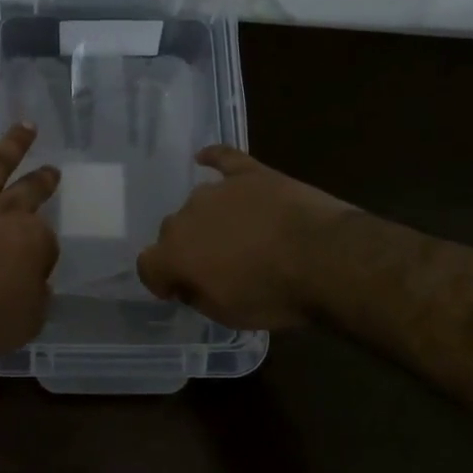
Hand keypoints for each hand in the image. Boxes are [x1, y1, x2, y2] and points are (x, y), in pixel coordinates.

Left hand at [0, 99, 61, 365]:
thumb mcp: (28, 321)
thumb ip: (37, 295)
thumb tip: (35, 282)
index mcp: (34, 239)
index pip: (46, 242)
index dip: (41, 258)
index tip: (33, 273)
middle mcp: (5, 211)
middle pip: (30, 192)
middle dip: (42, 181)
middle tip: (52, 172)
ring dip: (12, 144)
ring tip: (26, 125)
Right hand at [136, 146, 355, 330]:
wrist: (325, 258)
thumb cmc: (275, 295)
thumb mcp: (228, 314)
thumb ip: (198, 294)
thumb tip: (189, 282)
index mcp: (175, 254)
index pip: (148, 264)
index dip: (159, 279)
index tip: (176, 290)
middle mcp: (186, 216)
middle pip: (172, 231)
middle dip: (186, 248)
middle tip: (214, 266)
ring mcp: (218, 190)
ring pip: (199, 203)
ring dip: (208, 219)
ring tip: (235, 234)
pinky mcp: (250, 173)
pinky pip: (223, 158)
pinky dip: (213, 159)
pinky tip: (205, 158)